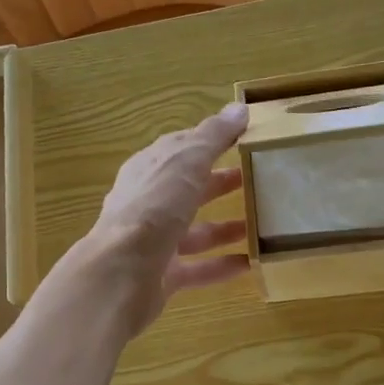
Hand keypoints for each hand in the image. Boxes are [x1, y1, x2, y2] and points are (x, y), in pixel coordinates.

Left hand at [83, 102, 250, 334]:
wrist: (122, 274)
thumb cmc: (154, 208)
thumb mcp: (186, 162)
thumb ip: (213, 138)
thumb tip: (239, 109)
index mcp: (148, 170)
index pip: (179, 149)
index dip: (207, 142)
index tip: (242, 139)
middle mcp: (148, 204)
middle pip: (187, 190)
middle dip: (218, 183)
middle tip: (256, 180)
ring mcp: (153, 242)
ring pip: (194, 231)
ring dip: (225, 227)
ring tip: (261, 225)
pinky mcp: (161, 276)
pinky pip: (197, 268)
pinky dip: (222, 265)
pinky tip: (251, 264)